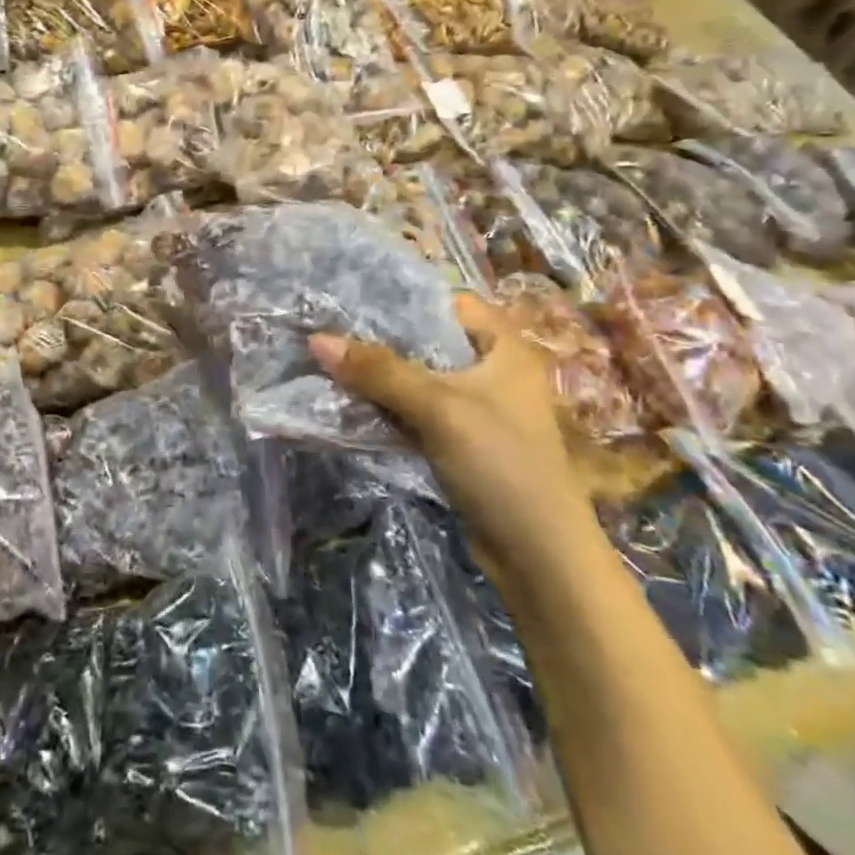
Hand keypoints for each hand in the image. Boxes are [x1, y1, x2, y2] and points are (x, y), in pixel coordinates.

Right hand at [309, 295, 595, 570]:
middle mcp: (492, 371)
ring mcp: (477, 408)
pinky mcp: (460, 441)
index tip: (352, 299)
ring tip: (328, 360)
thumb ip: (378, 371)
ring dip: (379, 375)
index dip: (403, 298)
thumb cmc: (501, 464)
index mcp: (504, 348)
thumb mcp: (438, 408)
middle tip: (328, 329)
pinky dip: (387, 406)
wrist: (538, 555)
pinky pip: (416, 411)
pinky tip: (349, 401)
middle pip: (428, 341)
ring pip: (418, 378)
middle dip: (380, 339)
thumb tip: (316, 339)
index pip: (448, 303)